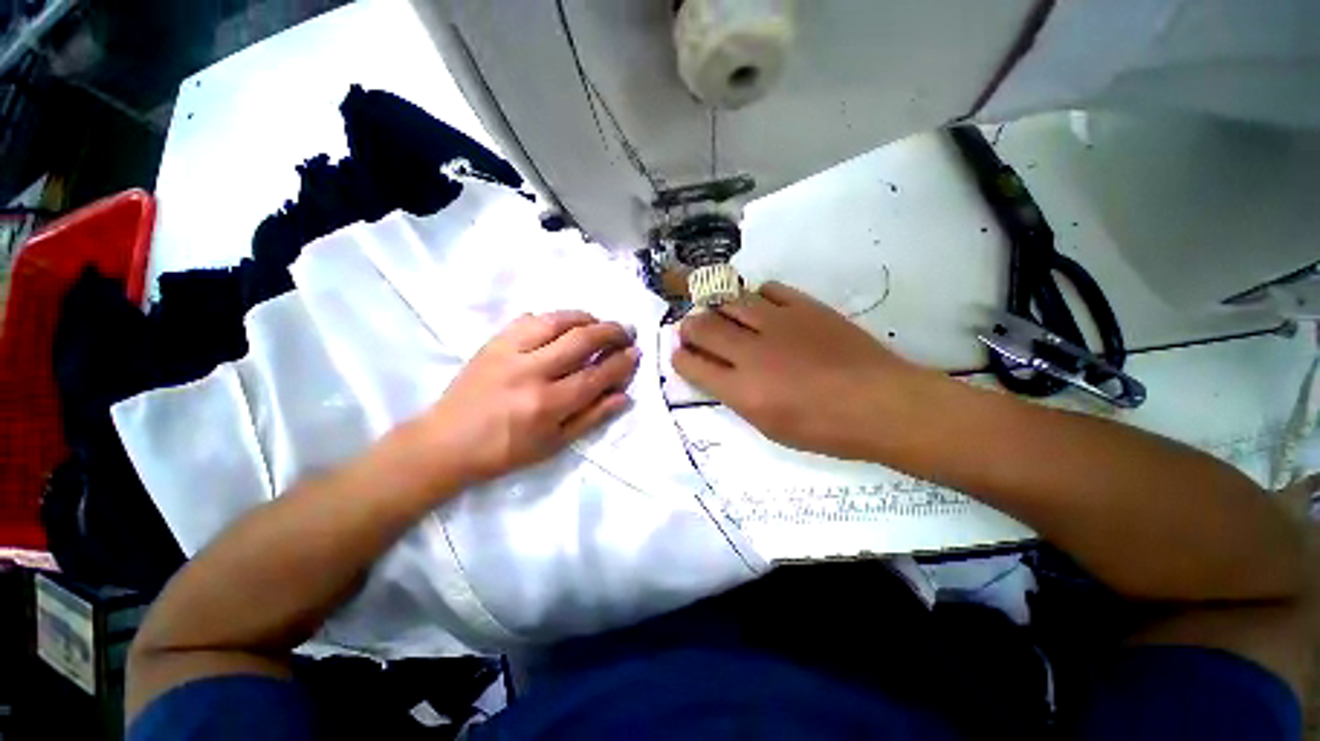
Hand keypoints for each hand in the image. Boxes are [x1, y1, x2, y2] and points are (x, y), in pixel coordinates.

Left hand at [418, 311, 639, 485]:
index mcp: (547, 404)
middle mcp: (531, 372)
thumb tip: (625, 396)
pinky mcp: (493, 342)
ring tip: (600, 324)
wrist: (445, 443)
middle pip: (582, 340)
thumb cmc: (504, 452)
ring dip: (586, 318)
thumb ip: (592, 417)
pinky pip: (529, 318)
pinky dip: (554, 317)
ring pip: (557, 320)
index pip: (597, 374)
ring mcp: (509, 352)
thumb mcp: (554, 444)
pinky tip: (563, 325)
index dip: (622, 362)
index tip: (636, 353)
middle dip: (612, 332)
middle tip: (627, 332)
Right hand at [674, 282, 930, 458]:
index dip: (680, 358)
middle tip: (693, 331)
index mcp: (742, 390)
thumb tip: (718, 373)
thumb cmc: (824, 429)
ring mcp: (778, 323)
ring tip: (722, 316)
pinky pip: (767, 288)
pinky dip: (756, 297)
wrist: (881, 403)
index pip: (692, 364)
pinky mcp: (804, 306)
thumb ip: (736, 396)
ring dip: (717, 308)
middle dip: (689, 328)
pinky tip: (761, 308)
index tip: (682, 356)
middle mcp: (751, 352)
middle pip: (702, 326)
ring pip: (730, 300)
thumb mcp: (769, 427)